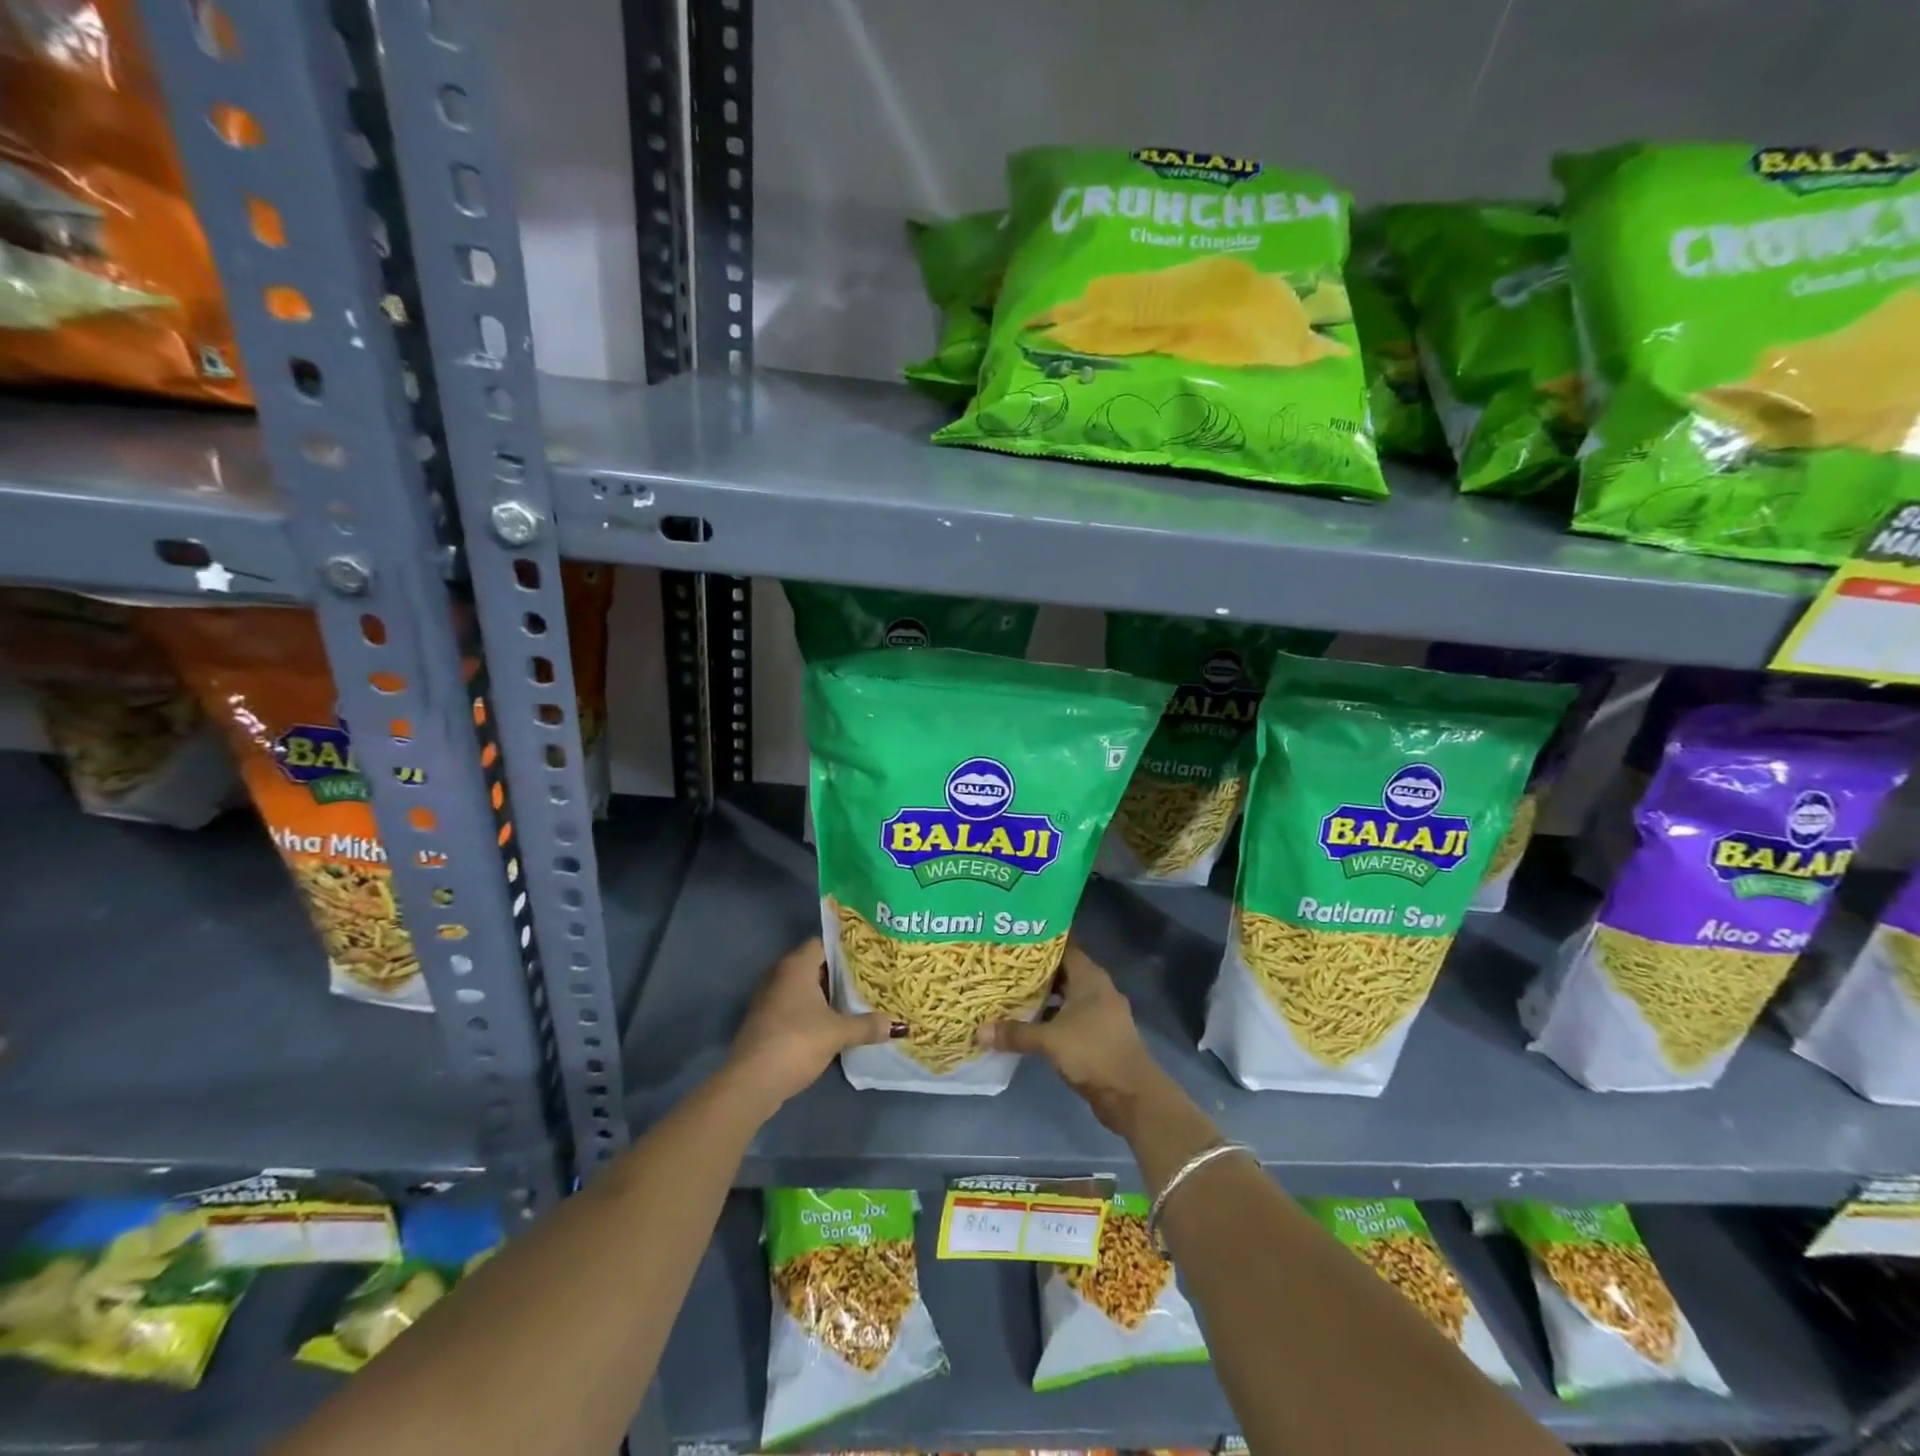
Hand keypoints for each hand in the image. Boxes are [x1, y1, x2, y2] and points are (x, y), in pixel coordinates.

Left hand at [722, 937, 893, 1116]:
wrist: (751, 1082)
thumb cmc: (796, 1042)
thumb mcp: (838, 1033)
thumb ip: (867, 1025)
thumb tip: (899, 1025)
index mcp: (796, 965)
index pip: (824, 943)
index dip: (846, 948)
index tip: (869, 956)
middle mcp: (779, 974)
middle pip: (815, 965)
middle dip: (840, 973)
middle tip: (870, 978)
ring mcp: (769, 998)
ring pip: (804, 987)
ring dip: (826, 994)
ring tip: (856, 1000)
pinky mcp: (765, 1020)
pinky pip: (794, 1005)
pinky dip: (812, 1010)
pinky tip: (832, 1022)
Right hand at [978, 943, 1166, 1133]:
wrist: (1131, 1094)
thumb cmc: (1092, 1052)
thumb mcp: (1049, 1040)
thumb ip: (1016, 1033)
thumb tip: (980, 1031)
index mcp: (1090, 977)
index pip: (1064, 947)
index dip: (1040, 943)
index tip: (1014, 939)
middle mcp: (1097, 989)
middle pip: (1063, 972)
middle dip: (1036, 971)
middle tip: (1004, 967)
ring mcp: (1100, 1013)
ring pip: (1066, 996)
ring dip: (1043, 997)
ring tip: (1010, 993)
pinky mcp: (1099, 1035)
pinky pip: (1070, 1017)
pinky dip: (1052, 1018)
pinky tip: (1029, 1023)